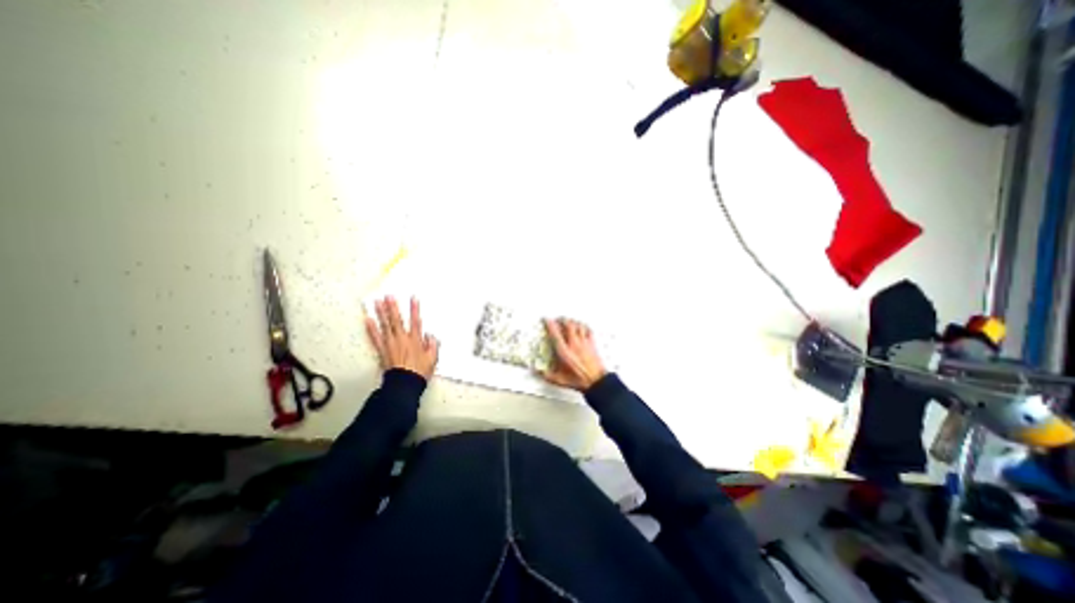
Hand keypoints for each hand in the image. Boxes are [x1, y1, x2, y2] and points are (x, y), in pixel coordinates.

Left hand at [367, 294, 436, 377]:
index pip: (416, 321)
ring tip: (376, 302)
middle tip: (388, 296)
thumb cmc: (419, 371)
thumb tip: (429, 335)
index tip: (413, 298)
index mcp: (415, 340)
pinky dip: (371, 329)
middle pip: (397, 320)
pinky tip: (367, 320)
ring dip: (381, 313)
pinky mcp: (382, 350)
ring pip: (385, 325)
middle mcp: (402, 339)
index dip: (415, 309)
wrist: (404, 383)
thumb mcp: (433, 358)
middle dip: (393, 307)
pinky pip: (375, 337)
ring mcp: (390, 344)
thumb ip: (432, 345)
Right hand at [542, 320, 606, 391]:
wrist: (596, 381)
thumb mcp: (560, 380)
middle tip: (559, 319)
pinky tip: (583, 326)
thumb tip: (538, 372)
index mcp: (564, 352)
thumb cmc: (579, 380)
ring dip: (573, 321)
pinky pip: (588, 330)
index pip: (555, 334)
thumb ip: (547, 375)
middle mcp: (574, 345)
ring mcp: (584, 343)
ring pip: (578, 325)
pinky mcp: (592, 344)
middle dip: (562, 319)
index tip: (546, 320)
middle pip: (568, 325)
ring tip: (569, 321)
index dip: (550, 324)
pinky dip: (585, 326)